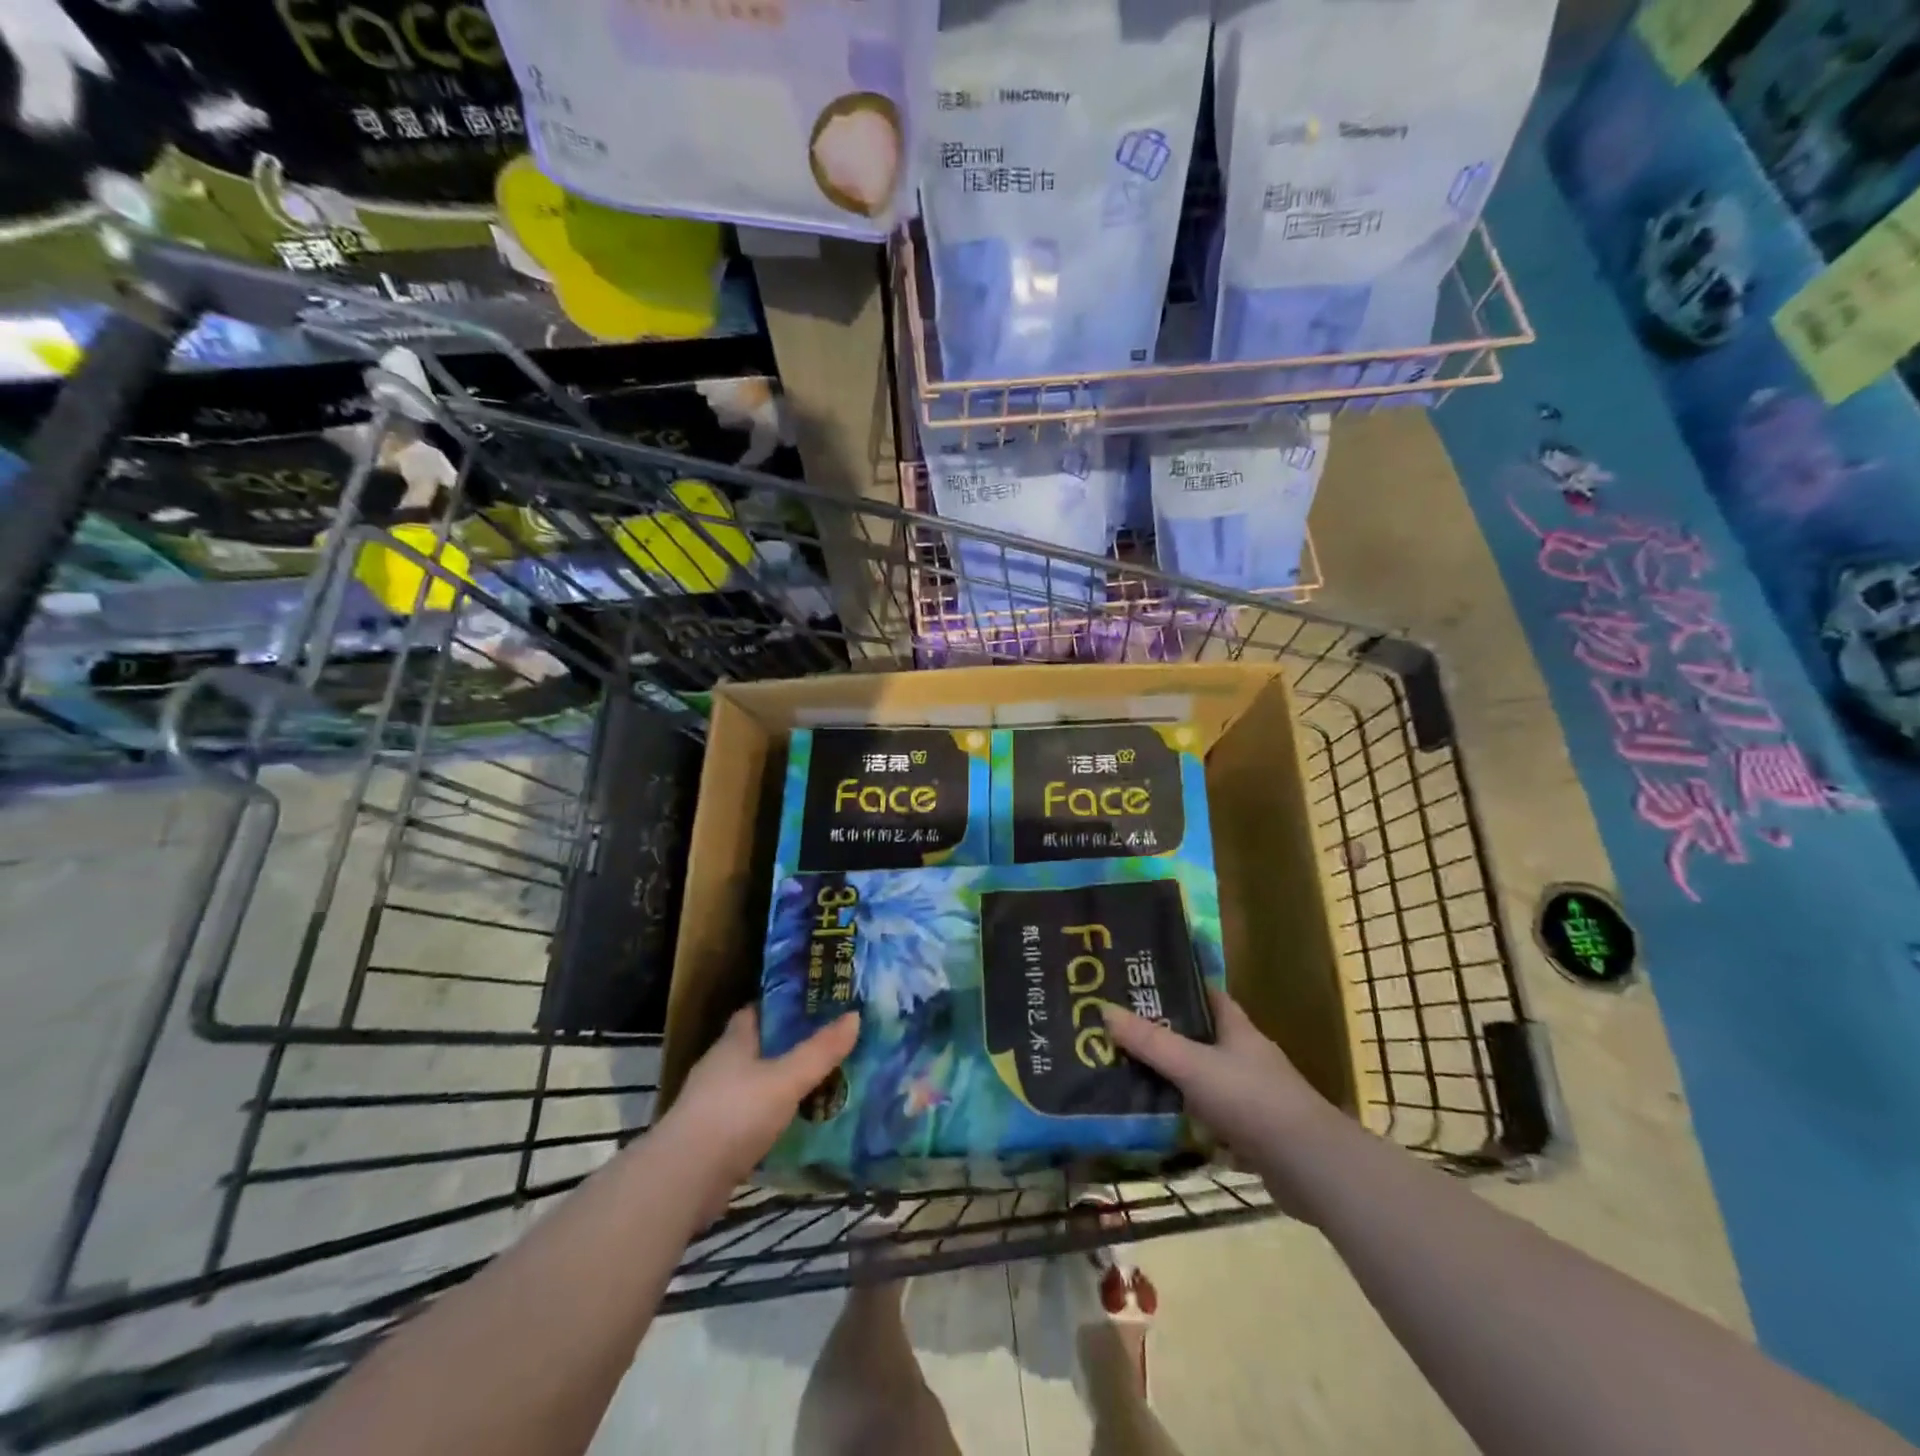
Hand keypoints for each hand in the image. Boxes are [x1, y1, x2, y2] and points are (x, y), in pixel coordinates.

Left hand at [659, 1007, 859, 1208]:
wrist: (684, 1180)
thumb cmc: (735, 1114)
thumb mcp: (786, 1078)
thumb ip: (820, 1051)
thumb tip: (855, 1015)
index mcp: (734, 1042)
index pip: (757, 1011)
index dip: (783, 1005)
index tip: (815, 1003)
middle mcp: (721, 1067)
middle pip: (759, 1047)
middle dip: (790, 1044)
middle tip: (829, 1043)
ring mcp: (715, 1104)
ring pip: (757, 1083)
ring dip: (783, 1083)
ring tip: (823, 1081)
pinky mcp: (716, 1138)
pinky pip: (753, 1116)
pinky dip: (774, 1116)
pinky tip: (799, 1122)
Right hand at [1102, 988, 1338, 1213]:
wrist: (1311, 1168)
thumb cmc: (1252, 1100)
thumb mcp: (1192, 1066)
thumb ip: (1149, 1042)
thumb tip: (1104, 1009)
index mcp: (1237, 1030)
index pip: (1207, 995)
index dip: (1178, 987)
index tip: (1141, 984)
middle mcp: (1246, 1057)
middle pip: (1201, 1038)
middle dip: (1166, 1036)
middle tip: (1121, 1034)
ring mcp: (1252, 1097)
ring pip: (1204, 1080)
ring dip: (1175, 1080)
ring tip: (1129, 1076)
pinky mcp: (1253, 1134)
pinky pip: (1211, 1118)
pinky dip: (1189, 1120)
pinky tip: (1161, 1124)